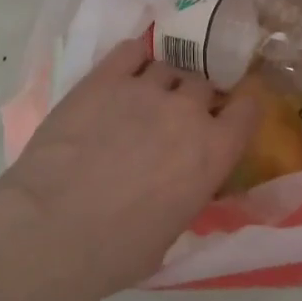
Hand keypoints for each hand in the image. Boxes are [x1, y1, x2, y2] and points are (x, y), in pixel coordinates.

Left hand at [0, 40, 260, 300]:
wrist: (53, 228)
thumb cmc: (118, 250)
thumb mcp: (173, 231)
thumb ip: (188, 192)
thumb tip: (181, 183)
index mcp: (213, 152)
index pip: (248, 109)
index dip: (240, 109)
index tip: (230, 115)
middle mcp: (187, 111)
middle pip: (204, 85)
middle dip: (195, 99)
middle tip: (176, 116)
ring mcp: (145, 89)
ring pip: (168, 67)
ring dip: (163, 81)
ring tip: (145, 97)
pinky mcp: (104, 78)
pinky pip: (130, 51)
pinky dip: (135, 57)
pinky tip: (128, 68)